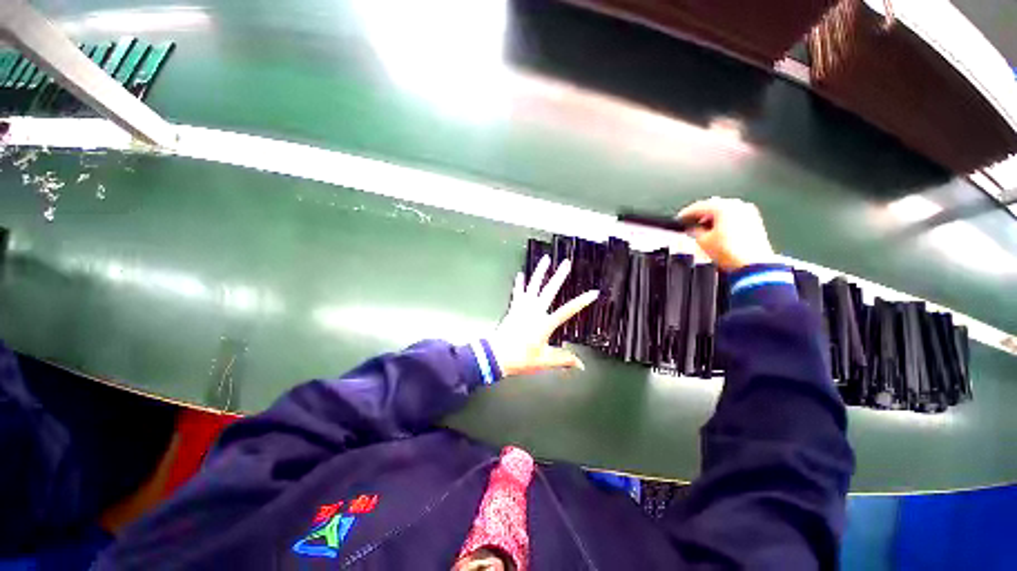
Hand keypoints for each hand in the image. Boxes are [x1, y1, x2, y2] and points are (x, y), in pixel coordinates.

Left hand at [489, 255, 598, 376]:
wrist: (496, 355)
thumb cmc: (521, 358)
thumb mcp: (544, 360)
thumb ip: (563, 360)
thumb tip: (581, 365)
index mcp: (545, 323)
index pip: (568, 310)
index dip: (582, 301)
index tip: (593, 292)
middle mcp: (535, 311)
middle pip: (550, 290)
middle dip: (560, 276)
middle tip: (566, 263)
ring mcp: (523, 307)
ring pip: (533, 285)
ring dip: (540, 272)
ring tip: (545, 259)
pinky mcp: (514, 308)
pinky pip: (518, 292)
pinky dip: (519, 283)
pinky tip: (520, 274)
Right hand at [677, 197, 775, 270]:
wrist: (753, 264)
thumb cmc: (731, 252)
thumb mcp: (702, 241)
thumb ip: (693, 231)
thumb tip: (691, 229)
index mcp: (723, 206)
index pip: (698, 206)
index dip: (685, 214)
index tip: (679, 220)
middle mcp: (738, 205)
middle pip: (713, 207)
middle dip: (700, 215)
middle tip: (689, 224)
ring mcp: (748, 213)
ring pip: (724, 211)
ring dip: (712, 219)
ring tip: (702, 230)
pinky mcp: (755, 222)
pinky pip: (734, 217)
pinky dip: (723, 222)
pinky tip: (717, 232)